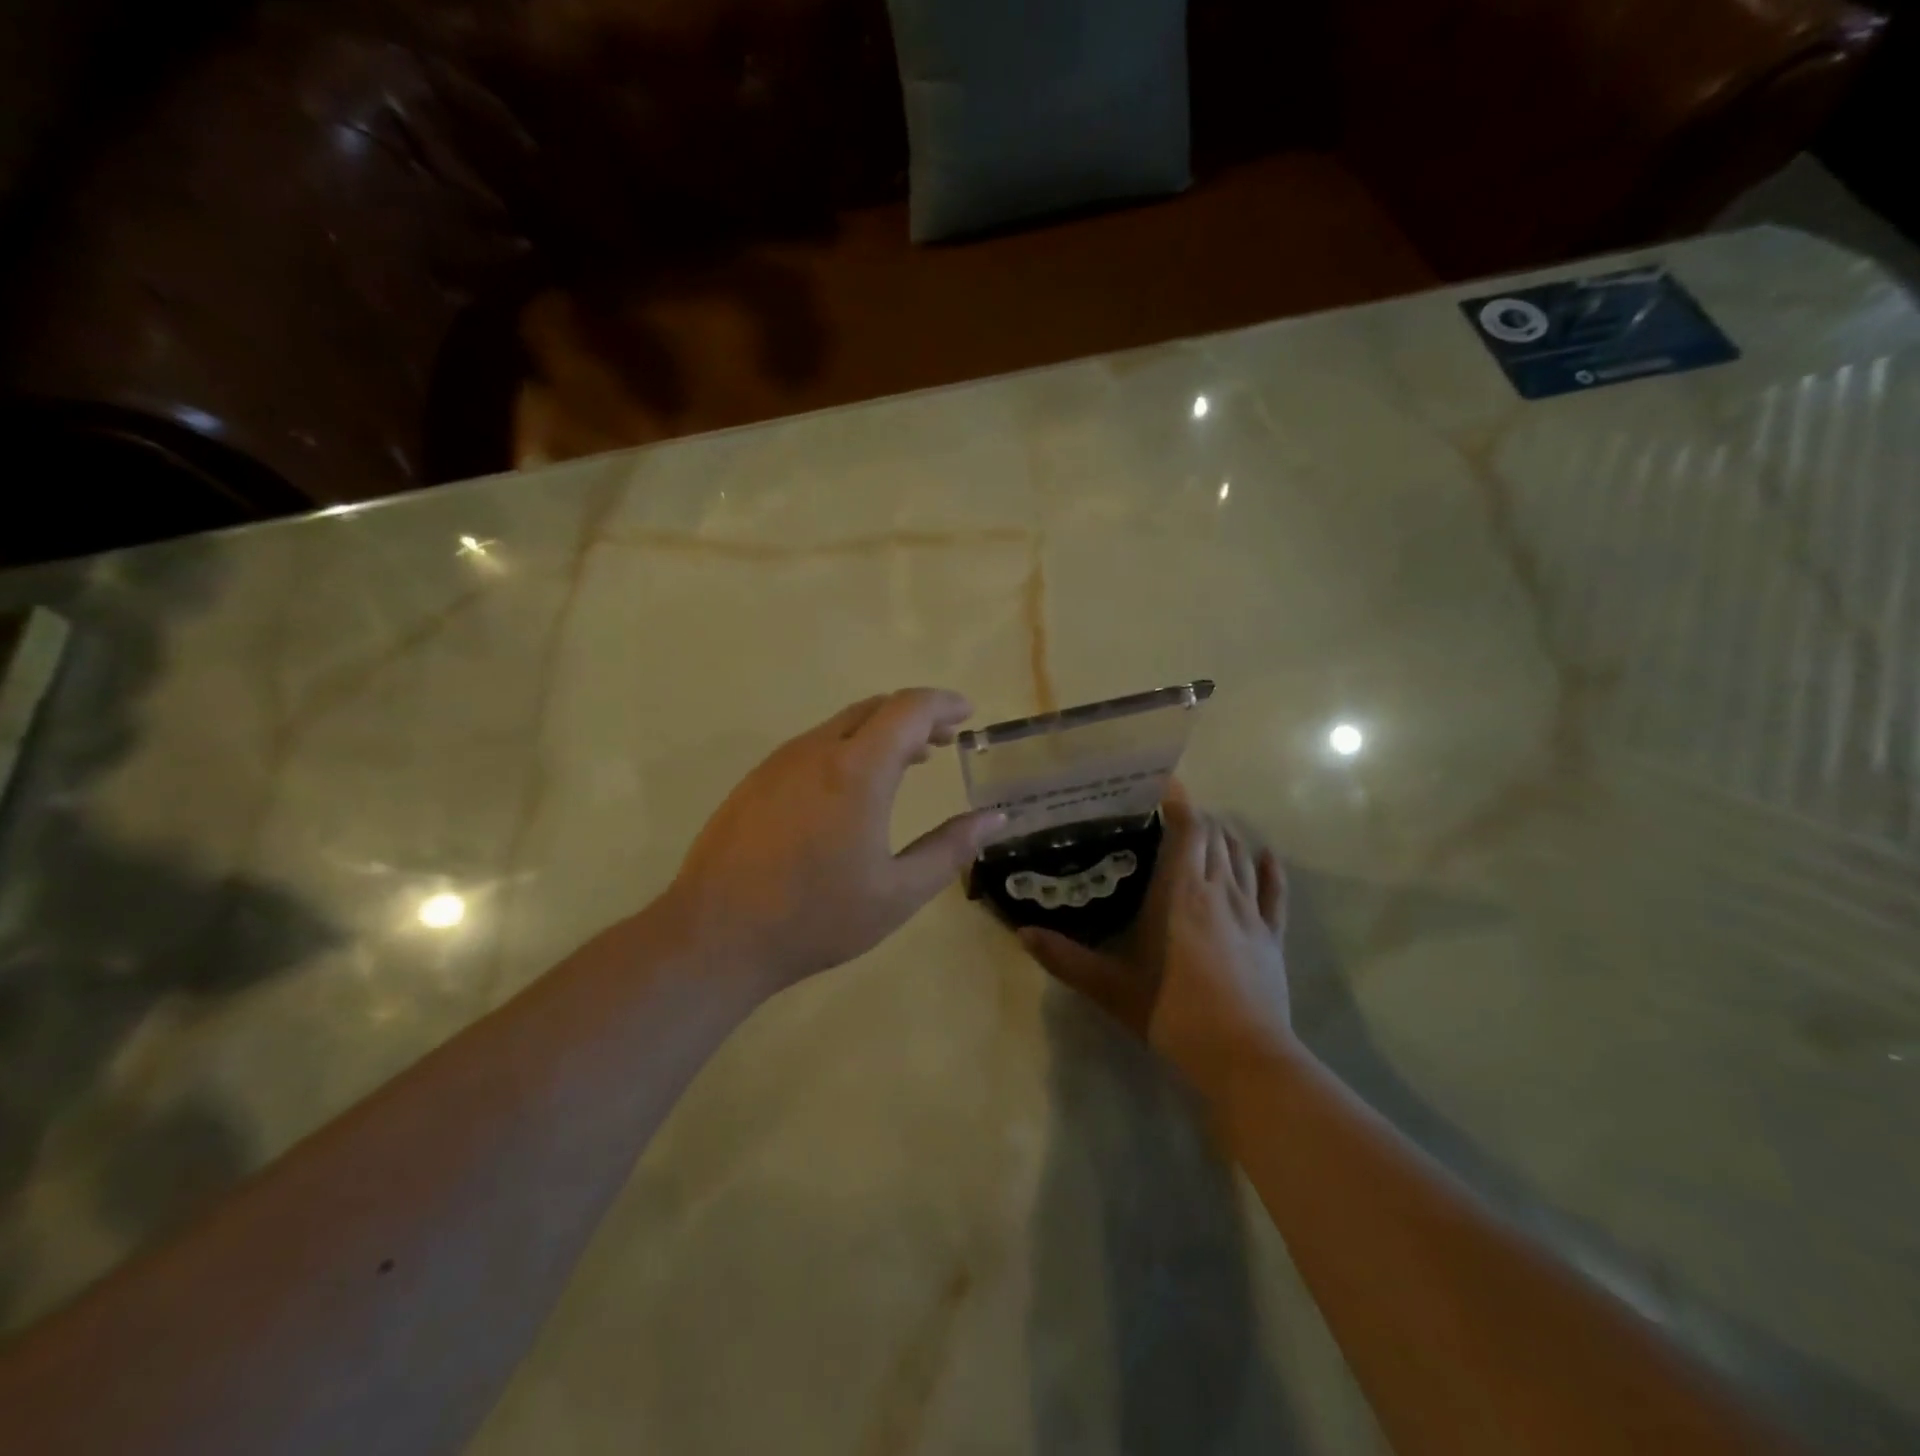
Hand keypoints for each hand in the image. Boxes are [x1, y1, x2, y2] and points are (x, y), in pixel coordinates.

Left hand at [665, 688, 1004, 992]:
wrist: (716, 936)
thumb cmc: (816, 917)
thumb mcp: (898, 892)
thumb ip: (951, 848)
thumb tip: (993, 818)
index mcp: (857, 770)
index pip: (908, 709)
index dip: (943, 703)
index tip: (968, 713)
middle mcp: (816, 751)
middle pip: (874, 708)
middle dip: (915, 715)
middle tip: (944, 739)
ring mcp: (779, 763)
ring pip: (840, 724)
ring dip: (880, 731)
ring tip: (908, 760)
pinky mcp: (756, 781)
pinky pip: (813, 746)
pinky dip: (847, 747)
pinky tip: (852, 787)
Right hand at [1018, 796, 1292, 1085]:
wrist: (1243, 1057)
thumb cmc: (1172, 1012)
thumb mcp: (1110, 987)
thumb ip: (1065, 958)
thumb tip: (1022, 933)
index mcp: (1182, 892)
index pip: (1189, 829)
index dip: (1179, 802)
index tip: (1162, 785)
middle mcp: (1220, 891)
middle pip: (1215, 836)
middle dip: (1196, 818)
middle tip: (1169, 815)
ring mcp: (1252, 914)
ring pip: (1241, 857)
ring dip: (1225, 837)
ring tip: (1205, 831)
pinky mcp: (1273, 938)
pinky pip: (1275, 894)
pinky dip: (1269, 870)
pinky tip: (1265, 856)